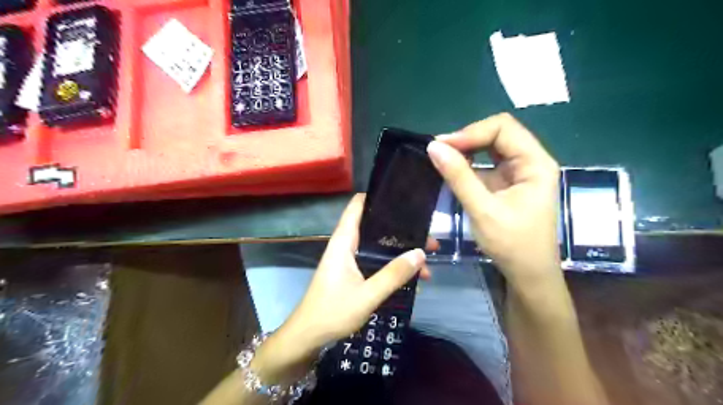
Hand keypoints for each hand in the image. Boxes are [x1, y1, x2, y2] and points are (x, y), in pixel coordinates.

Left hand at [252, 196, 433, 385]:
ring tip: (427, 261)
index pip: (357, 206)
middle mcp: (346, 245)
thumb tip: (420, 253)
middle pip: (375, 227)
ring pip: (379, 247)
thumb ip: (393, 274)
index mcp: (344, 242)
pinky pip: (376, 262)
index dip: (377, 197)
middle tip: (428, 237)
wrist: (308, 336)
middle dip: (402, 231)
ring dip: (400, 252)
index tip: (403, 197)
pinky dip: (393, 266)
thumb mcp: (367, 295)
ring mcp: (349, 260)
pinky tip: (412, 278)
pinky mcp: (353, 273)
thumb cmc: (332, 312)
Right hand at [425, 113, 560, 287]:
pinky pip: (486, 163)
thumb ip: (458, 177)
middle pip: (498, 133)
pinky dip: (468, 164)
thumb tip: (433, 146)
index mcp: (535, 163)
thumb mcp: (482, 210)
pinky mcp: (508, 183)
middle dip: (467, 138)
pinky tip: (452, 170)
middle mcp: (530, 161)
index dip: (471, 132)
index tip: (442, 146)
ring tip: (442, 158)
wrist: (528, 275)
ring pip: (491, 147)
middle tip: (439, 150)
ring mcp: (519, 172)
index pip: (503, 128)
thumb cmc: (512, 245)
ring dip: (466, 150)